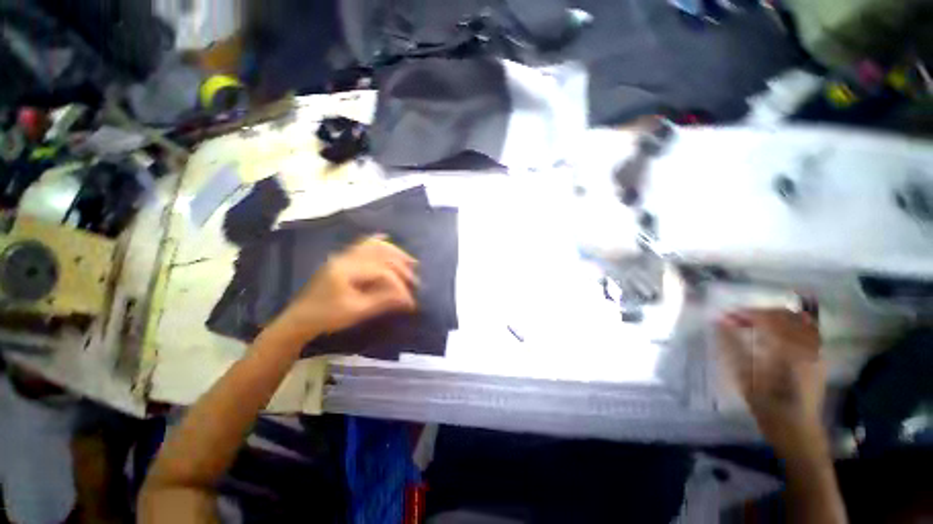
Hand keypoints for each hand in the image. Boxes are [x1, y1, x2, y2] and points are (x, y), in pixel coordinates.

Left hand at [272, 235, 417, 342]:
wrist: (300, 319)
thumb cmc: (327, 317)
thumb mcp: (357, 311)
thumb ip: (383, 301)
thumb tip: (408, 299)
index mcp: (347, 270)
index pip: (382, 271)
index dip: (399, 284)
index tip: (410, 299)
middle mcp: (346, 257)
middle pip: (381, 254)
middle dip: (401, 266)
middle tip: (415, 280)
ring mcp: (343, 256)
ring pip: (373, 246)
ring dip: (394, 252)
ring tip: (409, 261)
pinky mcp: (342, 258)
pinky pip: (361, 245)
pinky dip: (376, 242)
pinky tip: (385, 238)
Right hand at [717, 309, 826, 456]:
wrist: (797, 431)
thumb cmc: (767, 406)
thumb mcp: (745, 377)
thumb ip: (732, 345)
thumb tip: (719, 322)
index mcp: (787, 351)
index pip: (766, 319)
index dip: (744, 314)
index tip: (725, 316)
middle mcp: (806, 346)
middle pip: (784, 315)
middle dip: (759, 313)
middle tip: (739, 319)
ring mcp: (816, 352)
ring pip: (799, 320)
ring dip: (775, 316)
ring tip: (756, 323)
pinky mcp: (819, 358)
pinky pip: (809, 331)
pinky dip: (792, 324)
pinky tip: (779, 332)